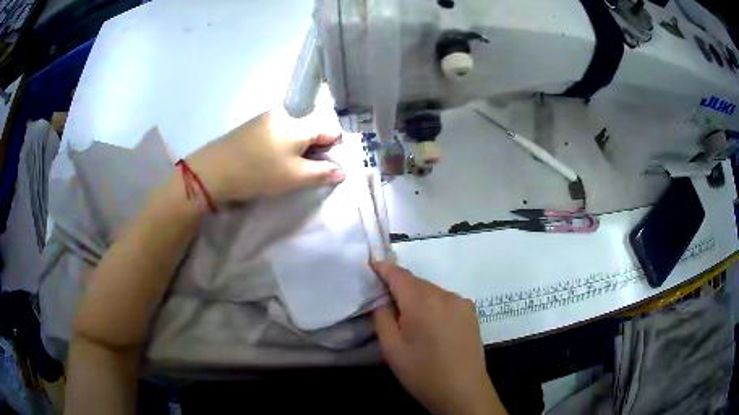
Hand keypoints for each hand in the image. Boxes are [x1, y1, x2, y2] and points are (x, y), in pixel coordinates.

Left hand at [186, 110, 344, 202]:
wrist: (213, 170)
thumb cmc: (258, 172)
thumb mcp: (294, 177)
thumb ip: (321, 173)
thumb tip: (342, 171)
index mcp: (299, 123)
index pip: (329, 130)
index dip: (333, 149)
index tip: (325, 166)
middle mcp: (285, 113)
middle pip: (310, 128)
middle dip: (313, 149)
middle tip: (303, 170)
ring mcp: (266, 117)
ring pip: (293, 130)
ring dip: (296, 148)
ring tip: (284, 167)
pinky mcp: (253, 124)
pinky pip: (277, 131)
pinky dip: (280, 145)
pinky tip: (269, 160)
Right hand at [371, 262, 506, 414]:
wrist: (462, 391)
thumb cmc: (421, 372)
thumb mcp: (391, 347)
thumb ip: (381, 316)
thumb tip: (379, 297)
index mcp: (423, 301)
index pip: (398, 274)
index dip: (383, 268)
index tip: (370, 265)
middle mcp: (445, 294)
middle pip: (416, 282)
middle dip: (399, 286)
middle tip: (384, 301)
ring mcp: (462, 302)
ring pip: (431, 291)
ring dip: (417, 297)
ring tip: (407, 317)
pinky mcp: (471, 313)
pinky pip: (445, 300)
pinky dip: (432, 304)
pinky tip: (429, 324)